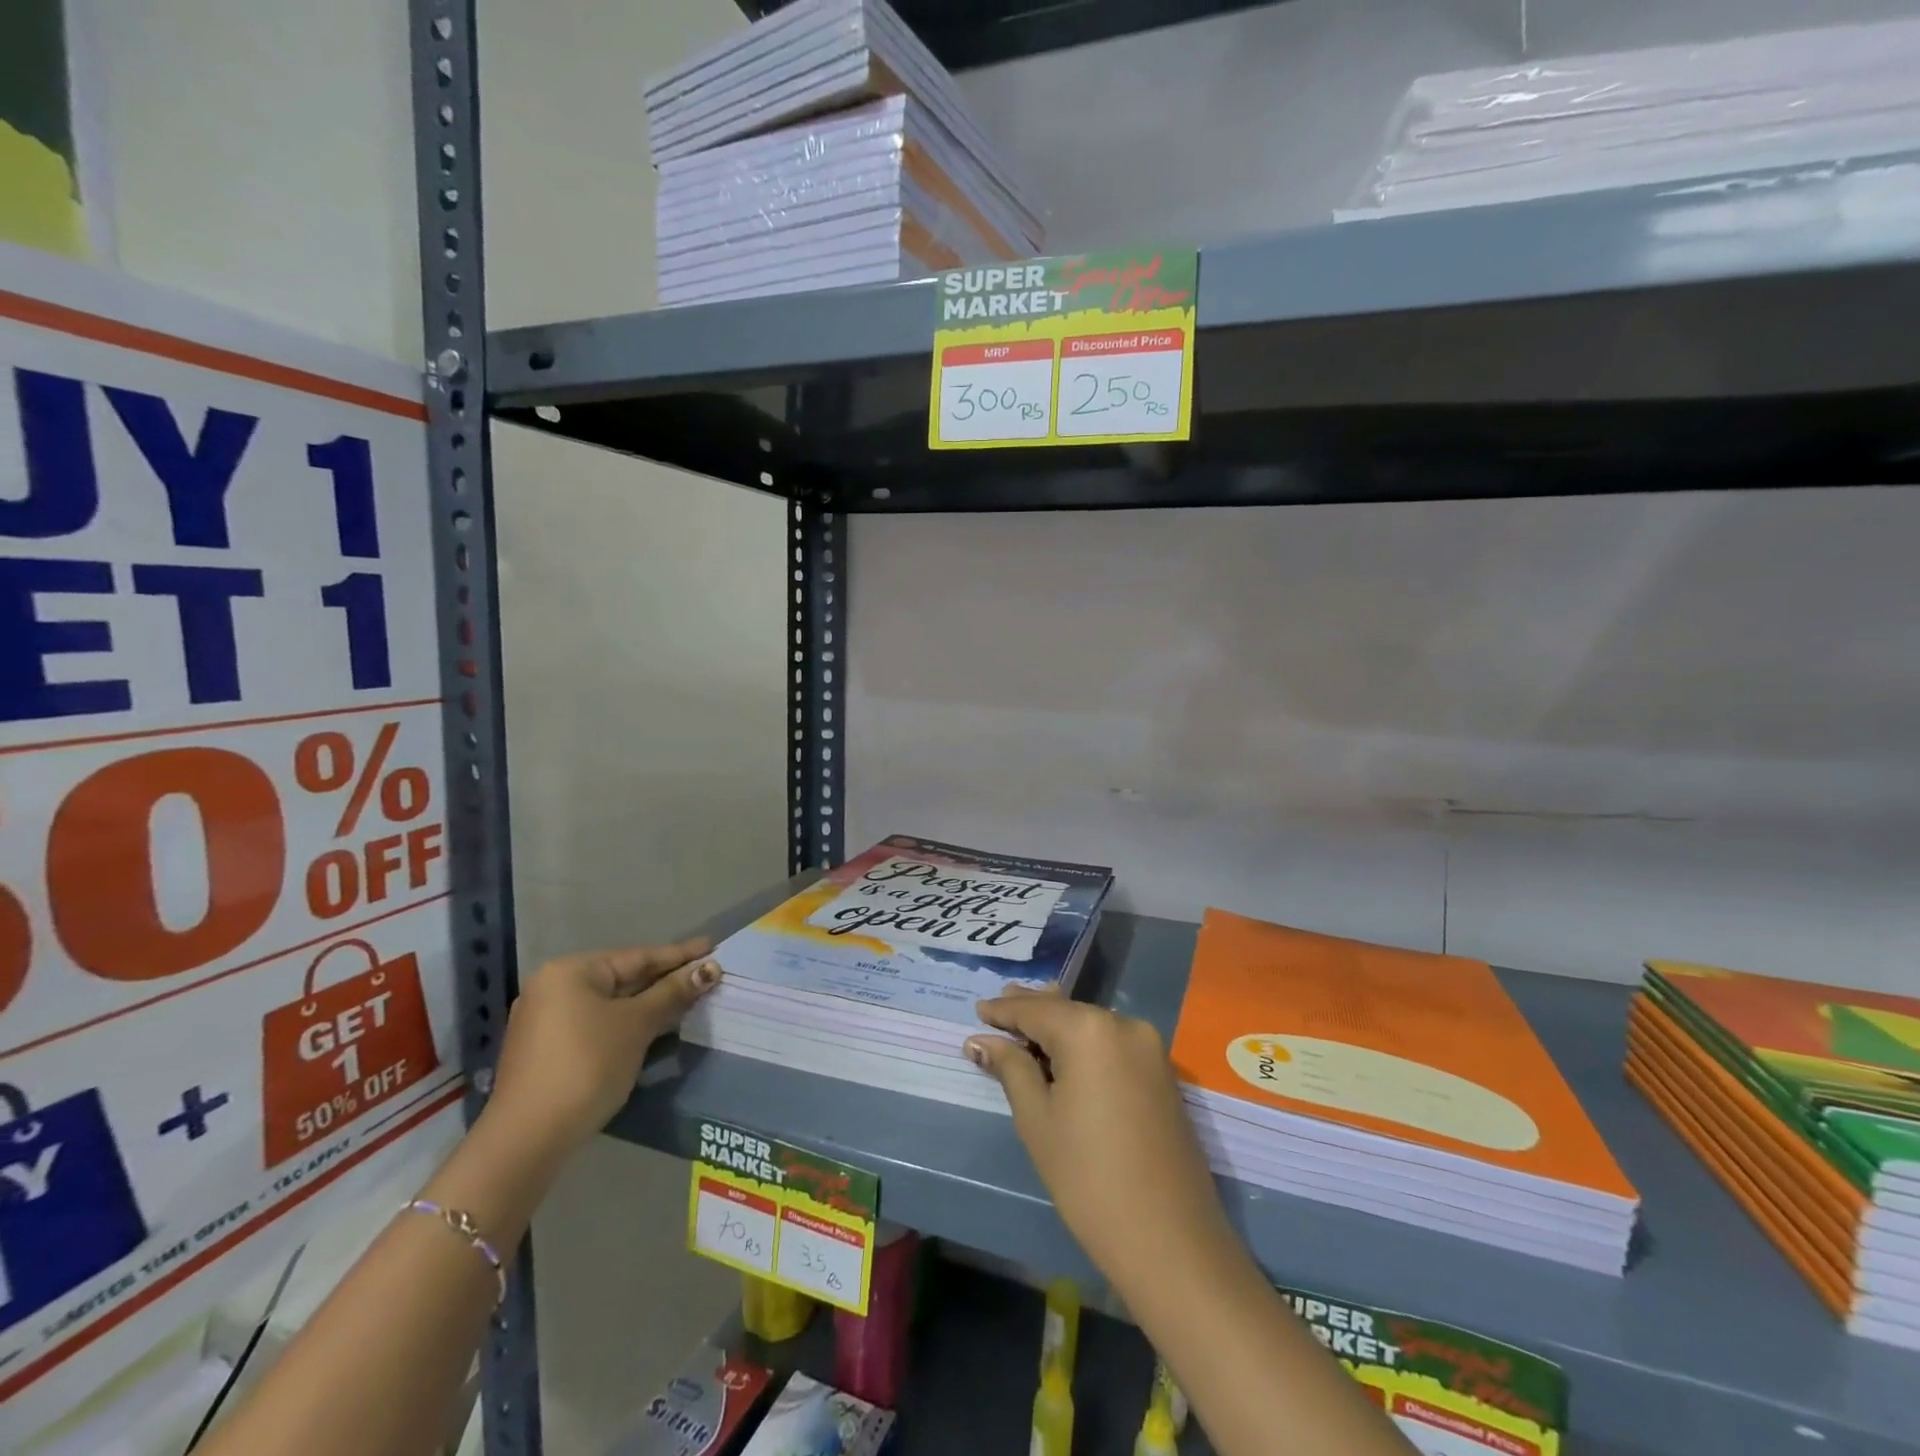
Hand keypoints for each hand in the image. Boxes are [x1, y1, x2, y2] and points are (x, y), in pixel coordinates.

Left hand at [488, 937, 720, 1148]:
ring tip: (687, 998)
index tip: (712, 947)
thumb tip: (709, 968)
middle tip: (705, 974)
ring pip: (610, 1003)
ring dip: (648, 1003)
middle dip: (664, 979)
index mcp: (571, 971)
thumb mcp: (636, 1024)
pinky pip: (596, 1024)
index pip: (637, 956)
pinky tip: (651, 1026)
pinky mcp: (546, 1051)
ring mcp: (545, 1021)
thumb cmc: (587, 1065)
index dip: (679, 954)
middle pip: (622, 977)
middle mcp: (553, 988)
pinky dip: (626, 1022)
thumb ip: (673, 992)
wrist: (528, 1139)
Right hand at [965, 991, 1234, 1298]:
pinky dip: (1084, 1042)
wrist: (1170, 1240)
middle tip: (996, 1009)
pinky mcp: (1162, 1072)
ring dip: (1058, 1025)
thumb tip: (980, 1041)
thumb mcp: (1037, 1119)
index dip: (1003, 1010)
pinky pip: (1112, 1043)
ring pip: (1090, 1024)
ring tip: (1025, 1024)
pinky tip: (1064, 1052)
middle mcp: (1123, 1023)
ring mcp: (1149, 1047)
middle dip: (1030, 1010)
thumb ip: (1011, 1068)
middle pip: (1066, 1010)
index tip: (978, 1009)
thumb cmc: (1088, 1178)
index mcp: (1088, 1029)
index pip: (1034, 1009)